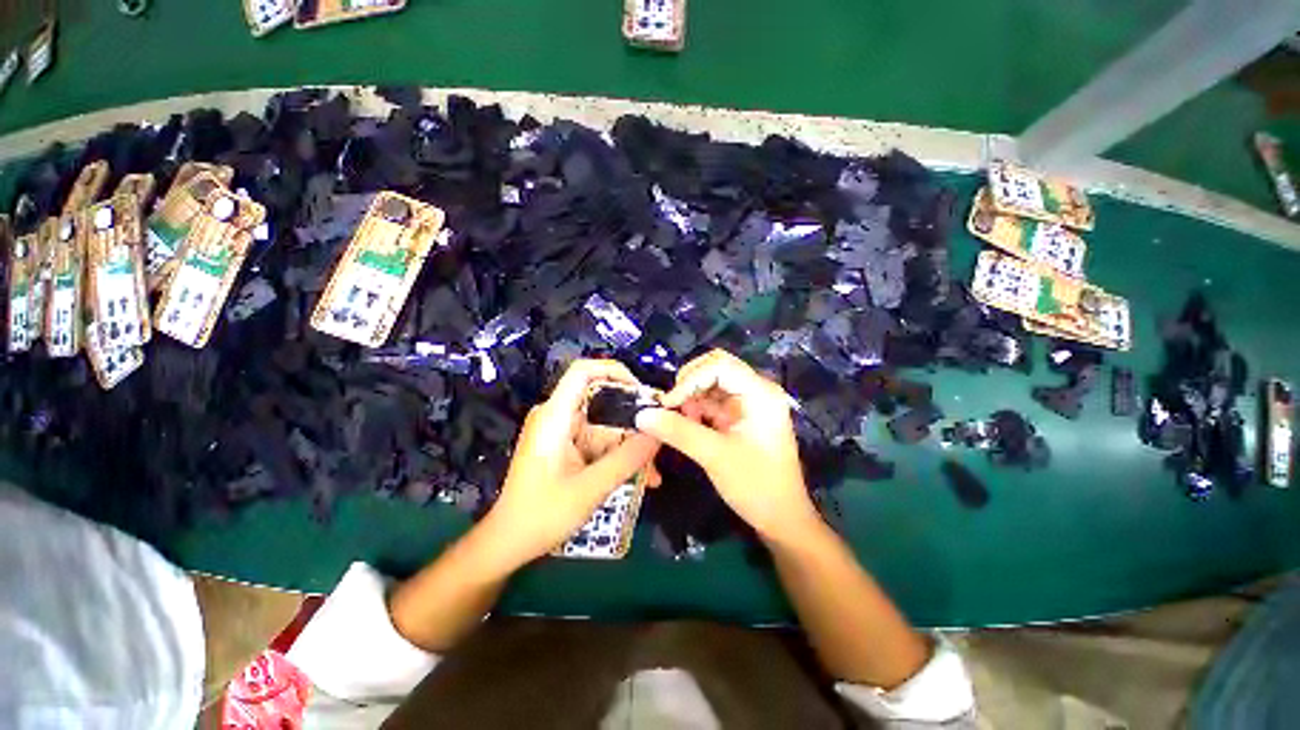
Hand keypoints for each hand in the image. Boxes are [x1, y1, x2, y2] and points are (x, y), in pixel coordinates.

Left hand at [482, 359, 659, 567]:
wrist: (509, 543)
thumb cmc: (541, 515)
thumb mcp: (591, 488)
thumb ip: (627, 459)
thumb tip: (659, 434)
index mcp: (555, 416)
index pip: (584, 371)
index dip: (615, 371)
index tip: (642, 393)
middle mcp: (559, 416)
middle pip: (603, 401)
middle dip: (634, 420)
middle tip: (659, 440)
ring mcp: (563, 432)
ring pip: (607, 425)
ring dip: (630, 446)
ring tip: (654, 473)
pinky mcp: (568, 447)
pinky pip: (600, 442)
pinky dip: (619, 456)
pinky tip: (640, 478)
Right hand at [634, 349, 822, 542]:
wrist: (781, 519)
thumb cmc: (756, 486)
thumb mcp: (714, 456)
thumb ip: (678, 432)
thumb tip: (642, 415)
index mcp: (760, 393)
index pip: (720, 365)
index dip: (690, 378)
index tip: (669, 403)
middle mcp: (756, 390)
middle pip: (716, 369)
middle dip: (689, 384)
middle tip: (670, 406)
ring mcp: (749, 403)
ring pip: (711, 384)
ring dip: (691, 397)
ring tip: (679, 421)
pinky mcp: (740, 417)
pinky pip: (713, 401)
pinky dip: (697, 409)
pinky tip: (689, 425)